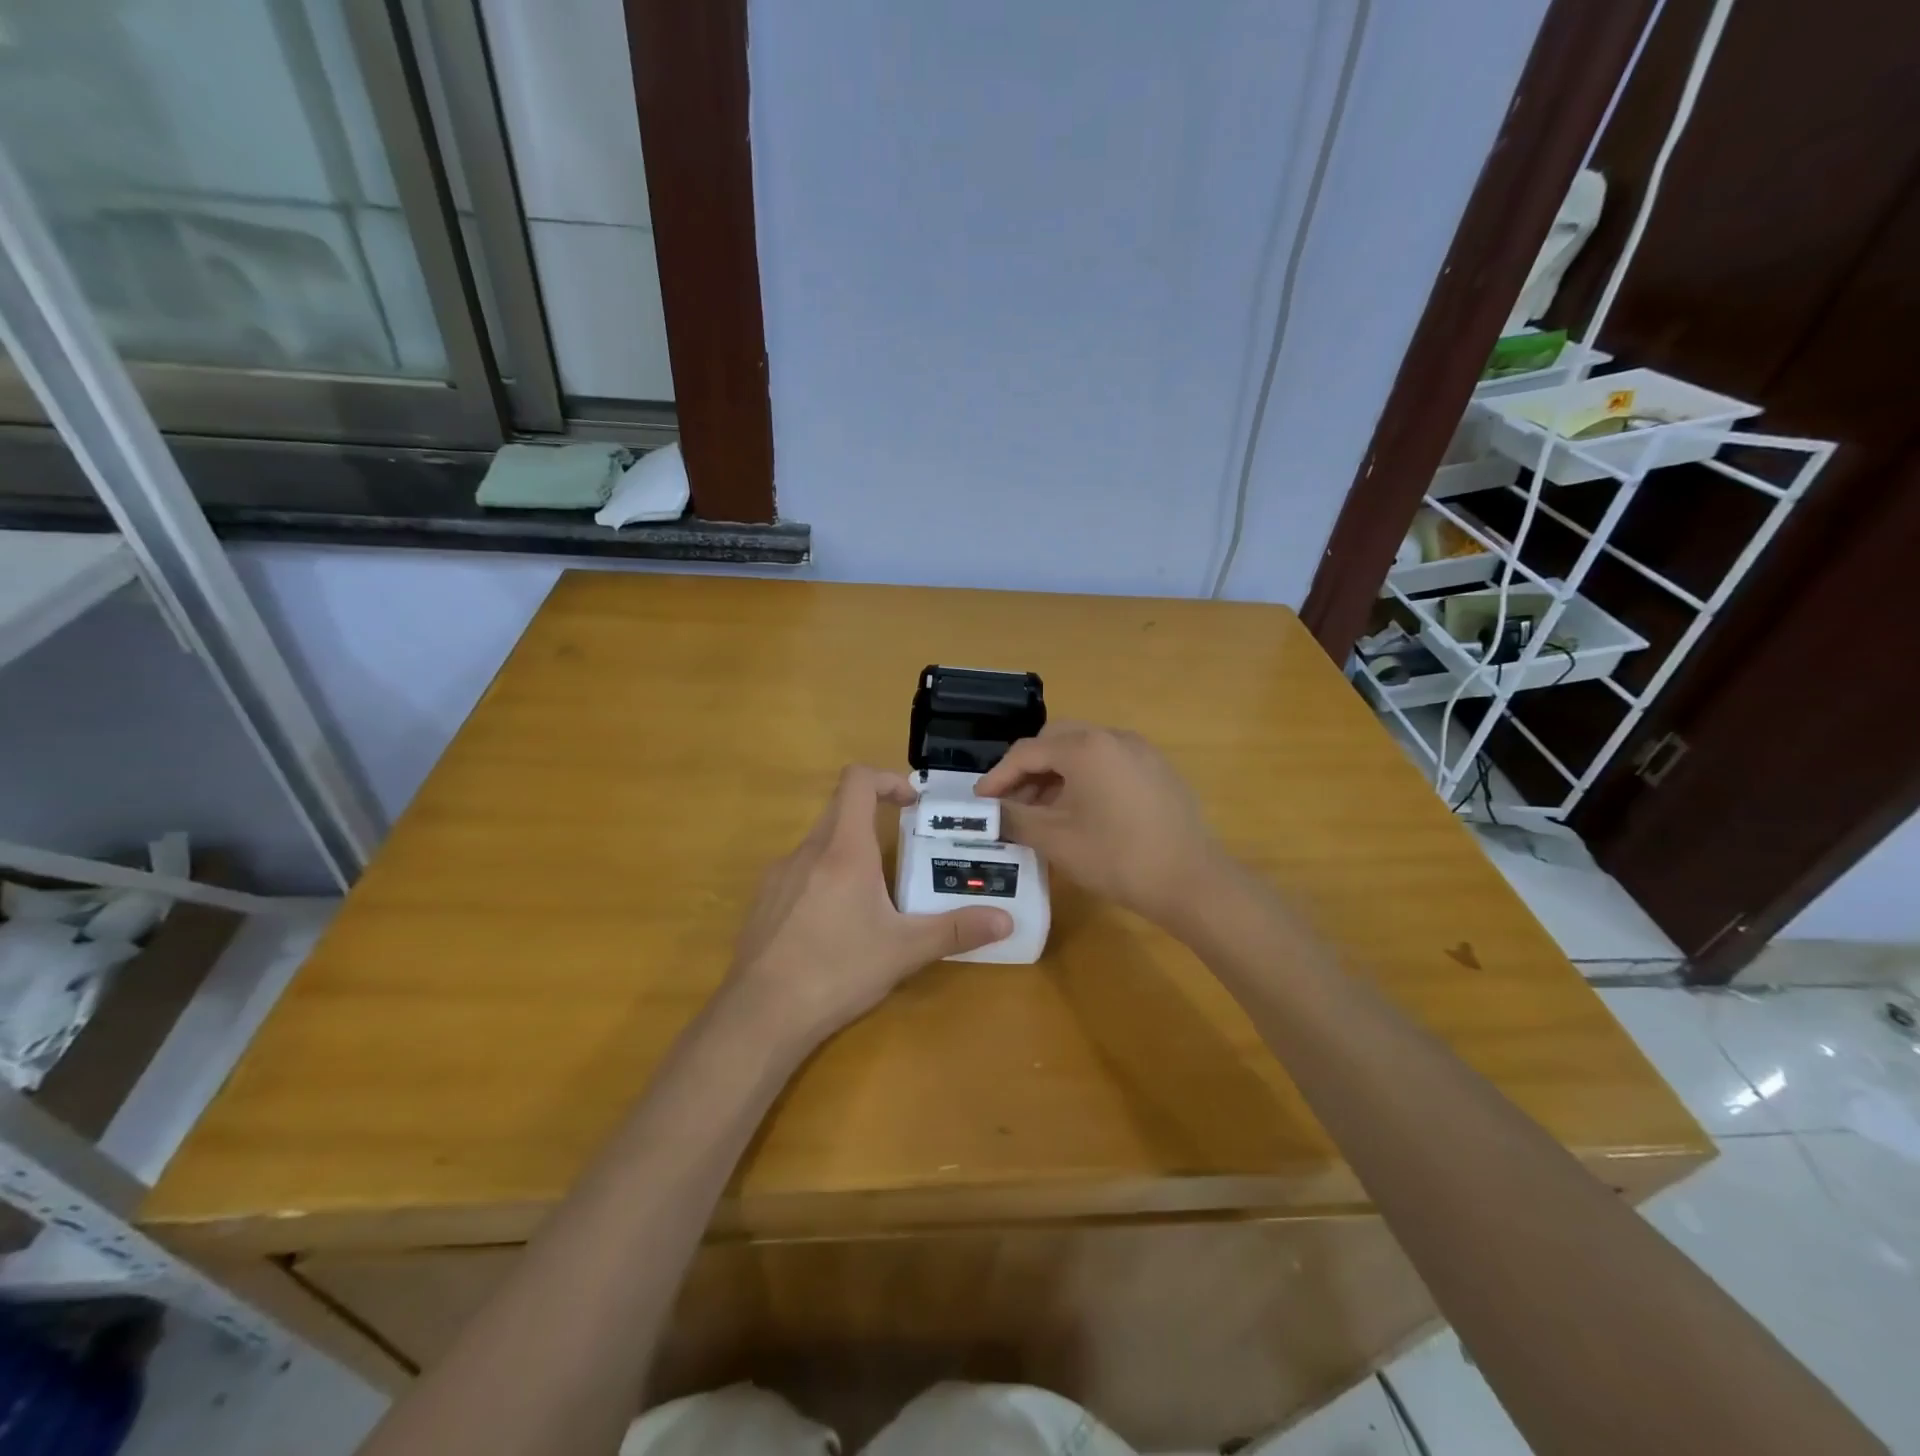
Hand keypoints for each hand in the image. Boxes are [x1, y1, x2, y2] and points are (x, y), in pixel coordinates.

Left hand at [724, 766, 1012, 1046]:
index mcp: (843, 850)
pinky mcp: (763, 901)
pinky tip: (832, 927)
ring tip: (872, 899)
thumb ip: (955, 931)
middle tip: (902, 854)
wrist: (761, 1015)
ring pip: (819, 845)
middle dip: (873, 820)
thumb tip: (1007, 921)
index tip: (911, 804)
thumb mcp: (904, 951)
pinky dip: (823, 880)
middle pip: (840, 810)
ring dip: (848, 854)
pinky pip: (799, 873)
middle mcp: (807, 851)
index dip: (887, 779)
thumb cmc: (837, 971)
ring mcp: (778, 875)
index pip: (857, 781)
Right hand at [976, 722, 1225, 928]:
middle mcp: (1113, 737)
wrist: (1192, 881)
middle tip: (1011, 804)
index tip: (980, 803)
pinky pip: (1109, 763)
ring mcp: (1140, 751)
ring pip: (1083, 752)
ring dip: (1056, 775)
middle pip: (1055, 742)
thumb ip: (1014, 819)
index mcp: (1084, 747)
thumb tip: (988, 813)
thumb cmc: (1117, 857)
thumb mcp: (1056, 840)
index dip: (997, 777)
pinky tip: (1081, 814)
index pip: (1026, 752)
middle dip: (1027, 771)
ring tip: (1042, 814)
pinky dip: (1085, 779)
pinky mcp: (1157, 770)